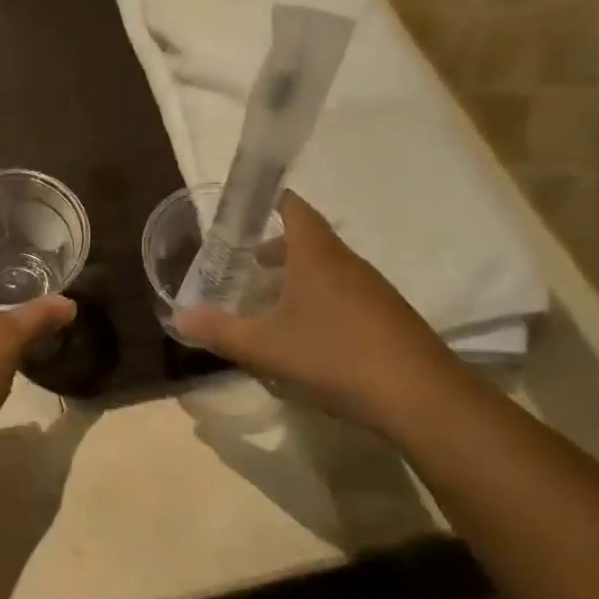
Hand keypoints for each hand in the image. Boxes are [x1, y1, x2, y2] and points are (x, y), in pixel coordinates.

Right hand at [173, 192, 464, 435]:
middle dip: (275, 246)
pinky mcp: (387, 316)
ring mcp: (372, 289)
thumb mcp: (265, 347)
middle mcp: (346, 262)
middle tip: (244, 261)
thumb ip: (220, 331)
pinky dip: (318, 298)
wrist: (419, 396)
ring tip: (268, 299)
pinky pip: (344, 292)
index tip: (243, 209)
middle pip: (308, 239)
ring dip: (296, 275)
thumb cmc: (334, 356)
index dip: (269, 202)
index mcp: (316, 255)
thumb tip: (179, 318)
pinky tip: (305, 332)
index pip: (293, 208)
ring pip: (327, 268)